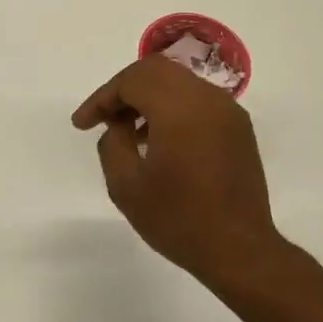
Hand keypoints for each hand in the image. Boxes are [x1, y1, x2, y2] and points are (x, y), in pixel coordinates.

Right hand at [72, 56, 284, 289]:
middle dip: (124, 89)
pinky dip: (172, 107)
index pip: (132, 80)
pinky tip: (158, 140)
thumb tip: (119, 125)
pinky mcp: (238, 127)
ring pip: (179, 81)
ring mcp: (228, 111)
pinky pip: (198, 100)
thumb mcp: (126, 186)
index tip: (82, 124)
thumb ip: (112, 143)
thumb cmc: (178, 219)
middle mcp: (207, 99)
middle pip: (156, 70)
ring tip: (127, 131)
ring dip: (148, 96)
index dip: (102, 97)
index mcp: (179, 108)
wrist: (239, 251)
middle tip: (104, 118)